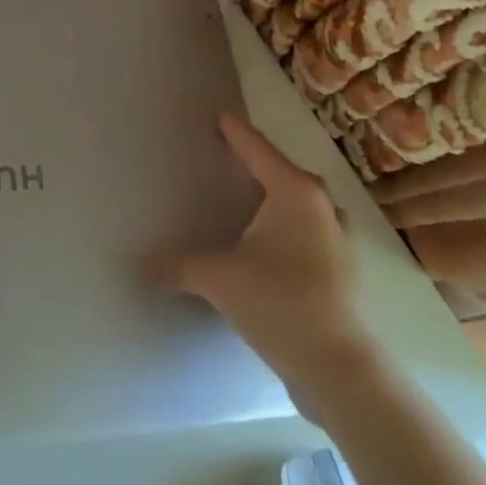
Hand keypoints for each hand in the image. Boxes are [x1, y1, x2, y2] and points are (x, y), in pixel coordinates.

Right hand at [153, 112, 377, 410]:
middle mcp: (321, 206)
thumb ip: (179, 266)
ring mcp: (337, 239)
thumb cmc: (281, 303)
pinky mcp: (341, 270)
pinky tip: (265, 247)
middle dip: (254, 164)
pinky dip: (284, 230)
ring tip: (244, 202)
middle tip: (225, 157)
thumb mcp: (219, 279)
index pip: (256, 149)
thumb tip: (144, 264)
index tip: (221, 115)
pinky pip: (305, 233)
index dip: (235, 131)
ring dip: (273, 201)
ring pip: (298, 206)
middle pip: (280, 173)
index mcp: (295, 191)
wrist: (341, 369)